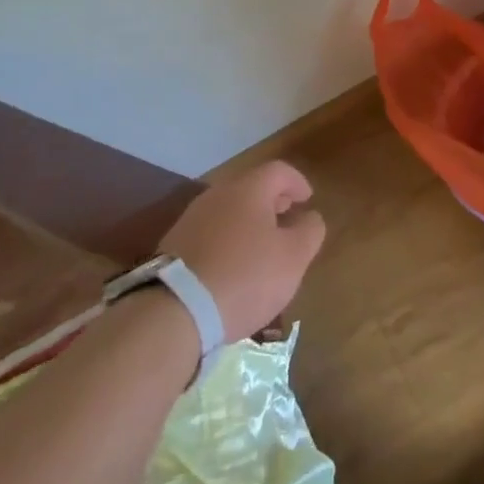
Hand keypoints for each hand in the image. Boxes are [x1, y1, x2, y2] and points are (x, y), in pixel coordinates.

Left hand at [159, 160, 325, 341]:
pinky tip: (233, 269)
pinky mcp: (173, 247)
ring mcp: (191, 220)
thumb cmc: (245, 277)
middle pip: (251, 188)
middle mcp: (217, 195)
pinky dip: (227, 242)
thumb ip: (310, 231)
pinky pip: (210, 234)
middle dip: (272, 202)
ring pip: (228, 211)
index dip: (297, 182)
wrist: (173, 312)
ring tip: (261, 249)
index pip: (279, 171)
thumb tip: (309, 217)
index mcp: (248, 190)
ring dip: (248, 223)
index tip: (308, 200)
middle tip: (287, 220)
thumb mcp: (293, 257)